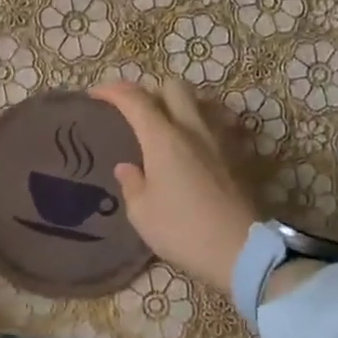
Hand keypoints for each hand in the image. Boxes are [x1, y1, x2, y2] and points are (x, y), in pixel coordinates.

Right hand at [89, 78, 259, 294]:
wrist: (240, 250)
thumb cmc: (182, 230)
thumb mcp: (142, 213)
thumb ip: (132, 183)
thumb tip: (127, 167)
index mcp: (163, 138)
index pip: (135, 100)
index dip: (113, 91)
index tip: (96, 94)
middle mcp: (193, 129)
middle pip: (173, 87)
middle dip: (151, 91)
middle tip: (137, 111)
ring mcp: (221, 139)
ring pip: (200, 102)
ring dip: (180, 105)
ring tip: (168, 125)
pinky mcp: (240, 155)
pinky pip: (219, 124)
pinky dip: (203, 125)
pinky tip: (197, 145)